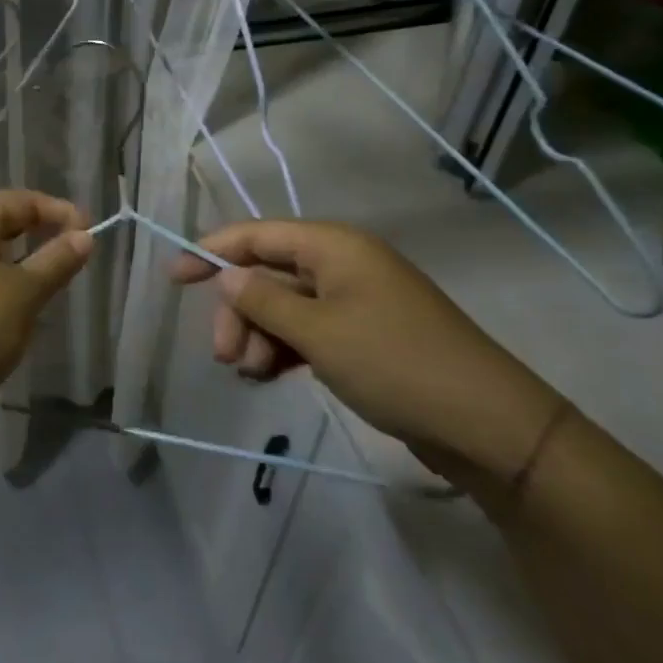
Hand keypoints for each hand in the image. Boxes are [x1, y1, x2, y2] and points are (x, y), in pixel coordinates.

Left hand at [0, 190, 93, 414]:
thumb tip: (84, 236)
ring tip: (52, 275)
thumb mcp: (26, 291)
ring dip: (20, 256)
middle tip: (74, 249)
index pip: (19, 200)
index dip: (57, 211)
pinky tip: (18, 300)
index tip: (90, 231)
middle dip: (38, 230)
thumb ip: (57, 260)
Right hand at [168, 220, 563, 482]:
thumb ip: (263, 300)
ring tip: (250, 376)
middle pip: (267, 275)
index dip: (211, 251)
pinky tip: (269, 376)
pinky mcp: (364, 335)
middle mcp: (341, 264)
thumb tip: (226, 277)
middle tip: (225, 358)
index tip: (174, 278)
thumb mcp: (319, 332)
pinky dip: (283, 349)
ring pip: (284, 306)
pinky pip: (307, 330)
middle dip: (239, 311)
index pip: (256, 236)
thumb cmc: (396, 364)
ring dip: (259, 336)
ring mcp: (354, 301)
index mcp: (333, 246)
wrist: (488, 426)